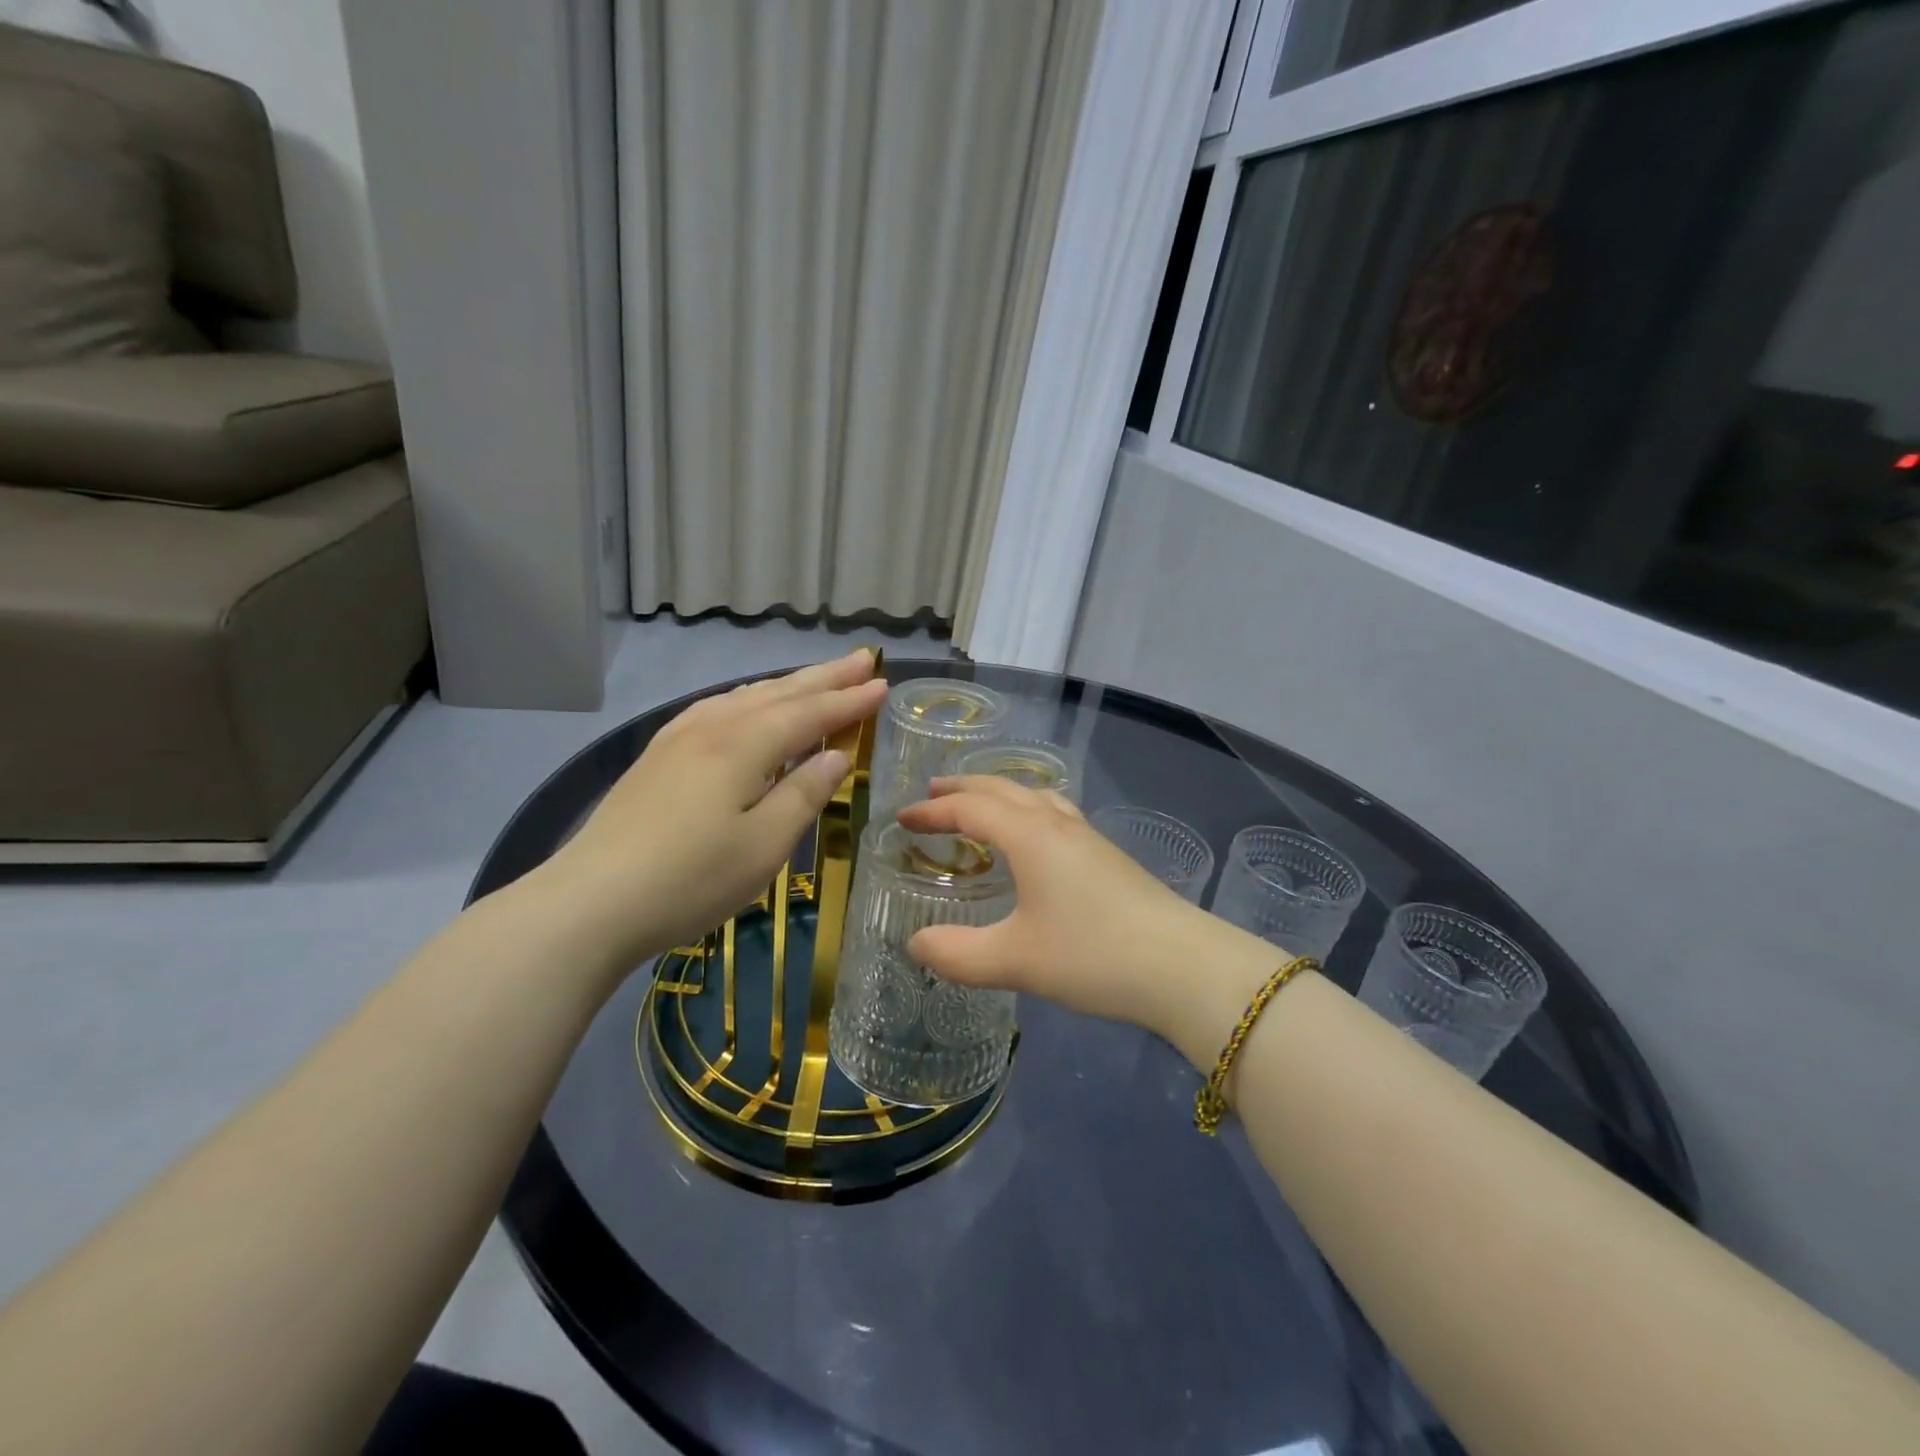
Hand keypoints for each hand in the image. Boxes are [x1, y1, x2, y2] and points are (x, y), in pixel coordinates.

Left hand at [540, 650, 889, 976]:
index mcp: (743, 745)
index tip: (884, 683)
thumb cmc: (690, 879)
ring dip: (788, 684)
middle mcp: (712, 727)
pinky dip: (749, 698)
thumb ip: (804, 794)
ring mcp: (679, 738)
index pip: (809, 713)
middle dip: (824, 677)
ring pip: (745, 696)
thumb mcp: (764, 845)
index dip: (849, 700)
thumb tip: (837, 755)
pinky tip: (747, 703)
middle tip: (863, 659)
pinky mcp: (658, 755)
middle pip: (779, 693)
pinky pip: (718, 707)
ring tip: (817, 676)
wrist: (590, 902)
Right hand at [898, 778, 1274, 1053]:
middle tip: (932, 793)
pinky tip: (1034, 837)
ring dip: (998, 793)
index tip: (902, 819)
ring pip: (1034, 796)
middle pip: (1002, 790)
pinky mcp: (1106, 855)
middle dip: (963, 788)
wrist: (1182, 965)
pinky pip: (1054, 813)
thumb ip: (958, 954)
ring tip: (979, 805)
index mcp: (1029, 836)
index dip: (932, 811)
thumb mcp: (1015, 960)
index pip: (970, 808)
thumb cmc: (1092, 955)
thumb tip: (915, 944)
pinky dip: (1028, 810)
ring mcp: (1086, 836)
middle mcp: (1056, 824)